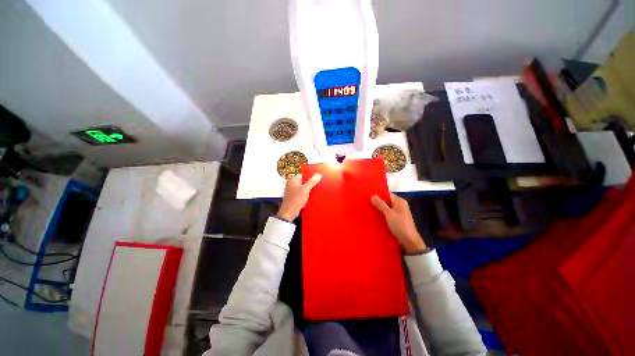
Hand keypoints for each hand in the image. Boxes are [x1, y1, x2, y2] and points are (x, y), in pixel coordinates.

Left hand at [277, 174, 321, 220]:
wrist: (289, 213)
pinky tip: (311, 196)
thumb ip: (312, 182)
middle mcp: (291, 184)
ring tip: (315, 191)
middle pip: (303, 181)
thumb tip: (318, 175)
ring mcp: (292, 191)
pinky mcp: (294, 197)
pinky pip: (302, 193)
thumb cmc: (295, 200)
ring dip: (308, 189)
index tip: (316, 177)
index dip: (309, 176)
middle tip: (317, 184)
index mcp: (292, 180)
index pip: (302, 174)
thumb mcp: (305, 190)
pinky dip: (306, 194)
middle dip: (310, 183)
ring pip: (303, 188)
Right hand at [371, 193, 426, 253]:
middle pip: (386, 201)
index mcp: (399, 201)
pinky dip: (382, 214)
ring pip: (386, 208)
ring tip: (368, 209)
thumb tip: (372, 195)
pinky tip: (374, 216)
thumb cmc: (400, 225)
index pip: (387, 194)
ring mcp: (398, 212)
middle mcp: (399, 205)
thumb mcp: (389, 213)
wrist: (409, 240)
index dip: (378, 195)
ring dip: (379, 209)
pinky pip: (387, 214)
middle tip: (366, 203)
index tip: (368, 196)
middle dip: (377, 202)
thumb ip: (380, 204)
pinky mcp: (396, 219)